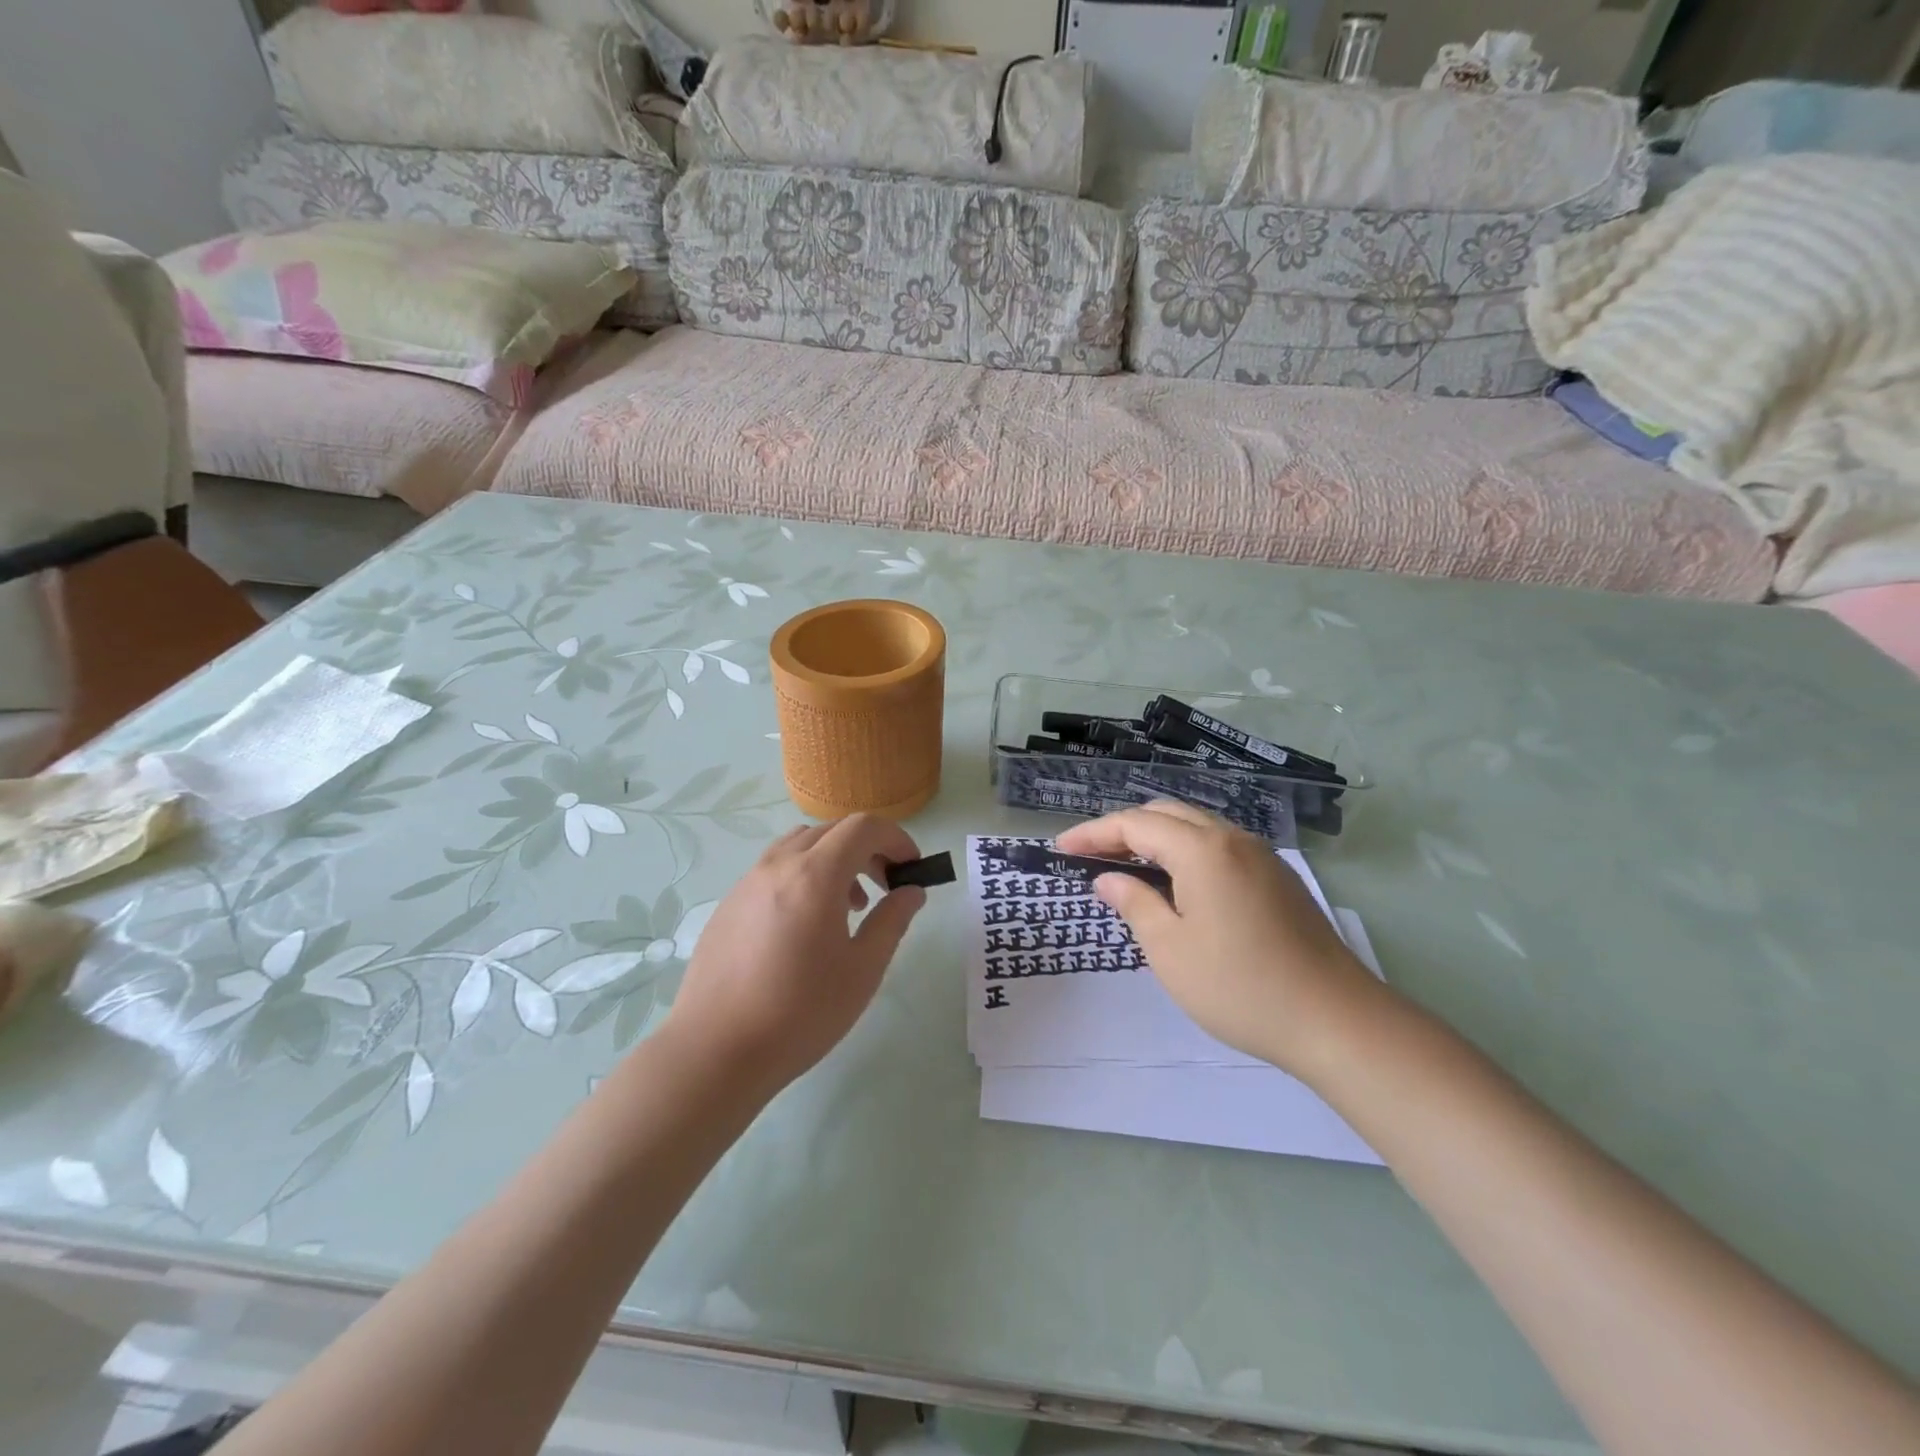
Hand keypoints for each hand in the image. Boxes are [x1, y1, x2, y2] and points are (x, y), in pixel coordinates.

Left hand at [663, 815, 926, 1093]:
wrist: (715, 1051)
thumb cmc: (800, 1012)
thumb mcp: (862, 970)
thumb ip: (891, 921)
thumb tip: (911, 892)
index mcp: (815, 875)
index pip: (863, 828)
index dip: (896, 839)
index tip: (912, 868)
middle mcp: (778, 865)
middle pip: (832, 831)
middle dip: (868, 849)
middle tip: (886, 886)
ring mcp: (748, 883)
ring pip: (800, 846)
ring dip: (833, 860)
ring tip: (848, 907)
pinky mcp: (729, 905)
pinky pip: (774, 870)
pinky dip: (803, 876)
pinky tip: (805, 927)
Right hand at [1055, 801, 1383, 1079]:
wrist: (1336, 1020)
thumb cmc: (1240, 986)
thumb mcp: (1170, 949)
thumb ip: (1135, 903)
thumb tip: (1109, 879)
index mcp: (1202, 849)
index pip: (1135, 824)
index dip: (1093, 833)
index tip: (1061, 849)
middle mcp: (1233, 839)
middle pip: (1166, 814)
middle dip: (1123, 828)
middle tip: (1090, 855)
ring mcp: (1261, 857)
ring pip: (1197, 827)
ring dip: (1156, 837)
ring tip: (1127, 864)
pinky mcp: (1278, 879)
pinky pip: (1220, 847)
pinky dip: (1186, 851)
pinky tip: (1177, 882)